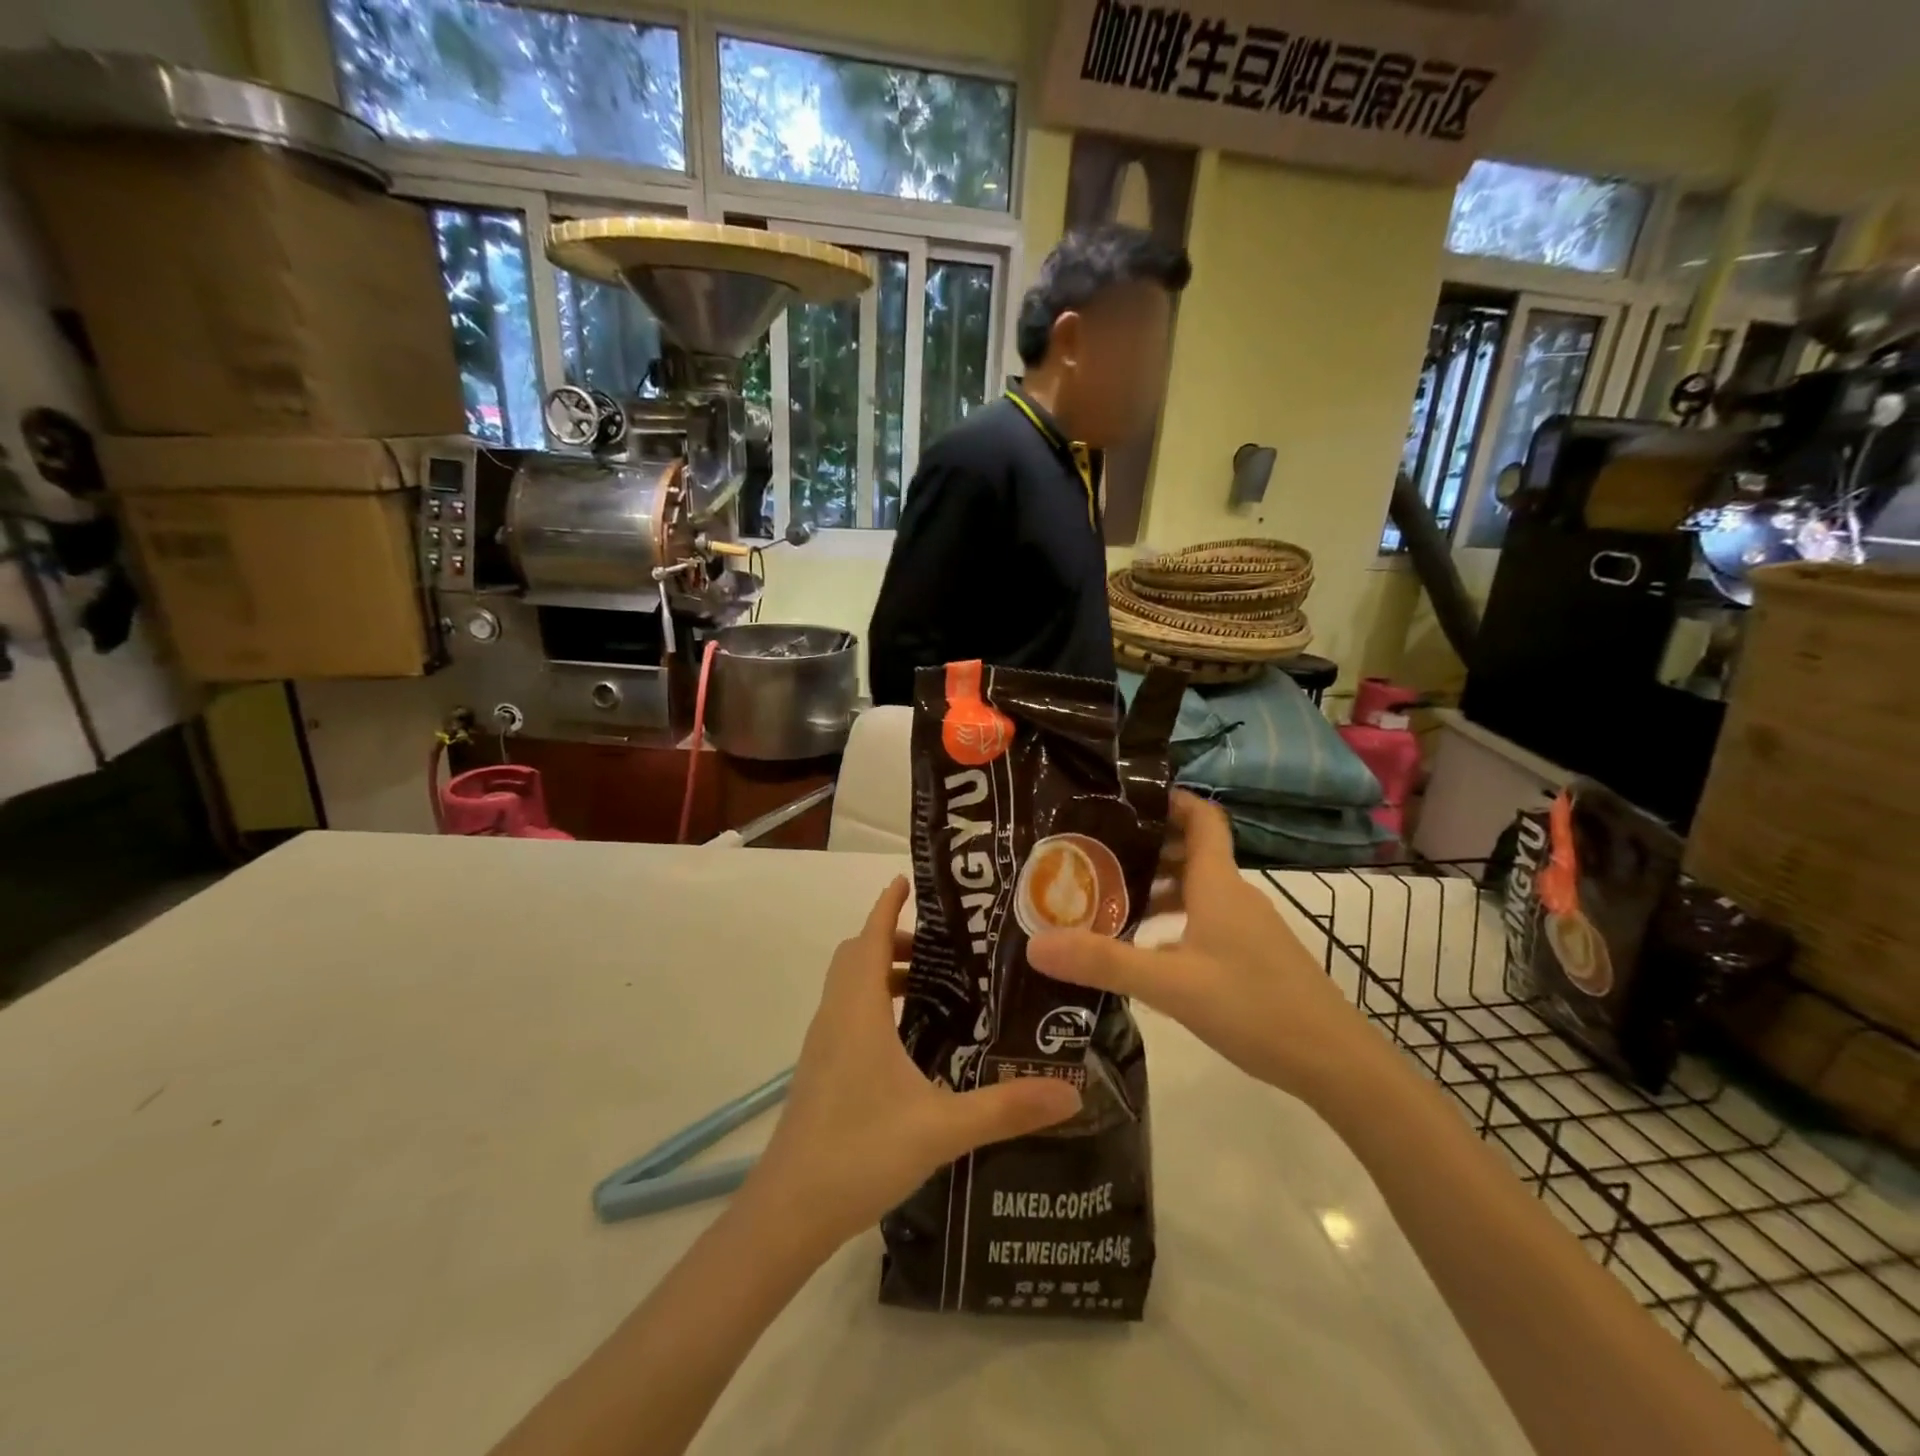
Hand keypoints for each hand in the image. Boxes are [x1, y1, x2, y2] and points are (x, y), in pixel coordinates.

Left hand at [744, 877, 1080, 1254]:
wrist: (789, 1212)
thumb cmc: (860, 1151)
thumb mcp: (942, 1128)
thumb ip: (1007, 1108)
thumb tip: (1073, 1091)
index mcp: (859, 1010)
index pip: (871, 936)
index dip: (887, 904)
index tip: (908, 880)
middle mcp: (836, 1016)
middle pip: (859, 955)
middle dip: (895, 938)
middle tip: (945, 948)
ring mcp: (823, 1045)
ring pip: (851, 986)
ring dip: (885, 973)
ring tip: (936, 989)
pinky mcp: (820, 1071)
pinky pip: (847, 1014)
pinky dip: (875, 1004)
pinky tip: (911, 1041)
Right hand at [1028, 792, 1376, 1100]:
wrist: (1335, 1063)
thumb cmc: (1254, 1007)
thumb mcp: (1171, 984)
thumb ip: (1104, 962)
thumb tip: (1036, 945)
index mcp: (1218, 884)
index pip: (1201, 818)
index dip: (1168, 800)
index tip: (1123, 800)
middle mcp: (1235, 896)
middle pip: (1192, 852)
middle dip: (1146, 847)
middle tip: (1094, 855)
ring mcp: (1249, 928)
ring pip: (1198, 890)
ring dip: (1158, 887)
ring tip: (1110, 900)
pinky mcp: (1255, 957)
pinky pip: (1207, 920)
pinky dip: (1175, 920)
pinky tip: (1148, 950)